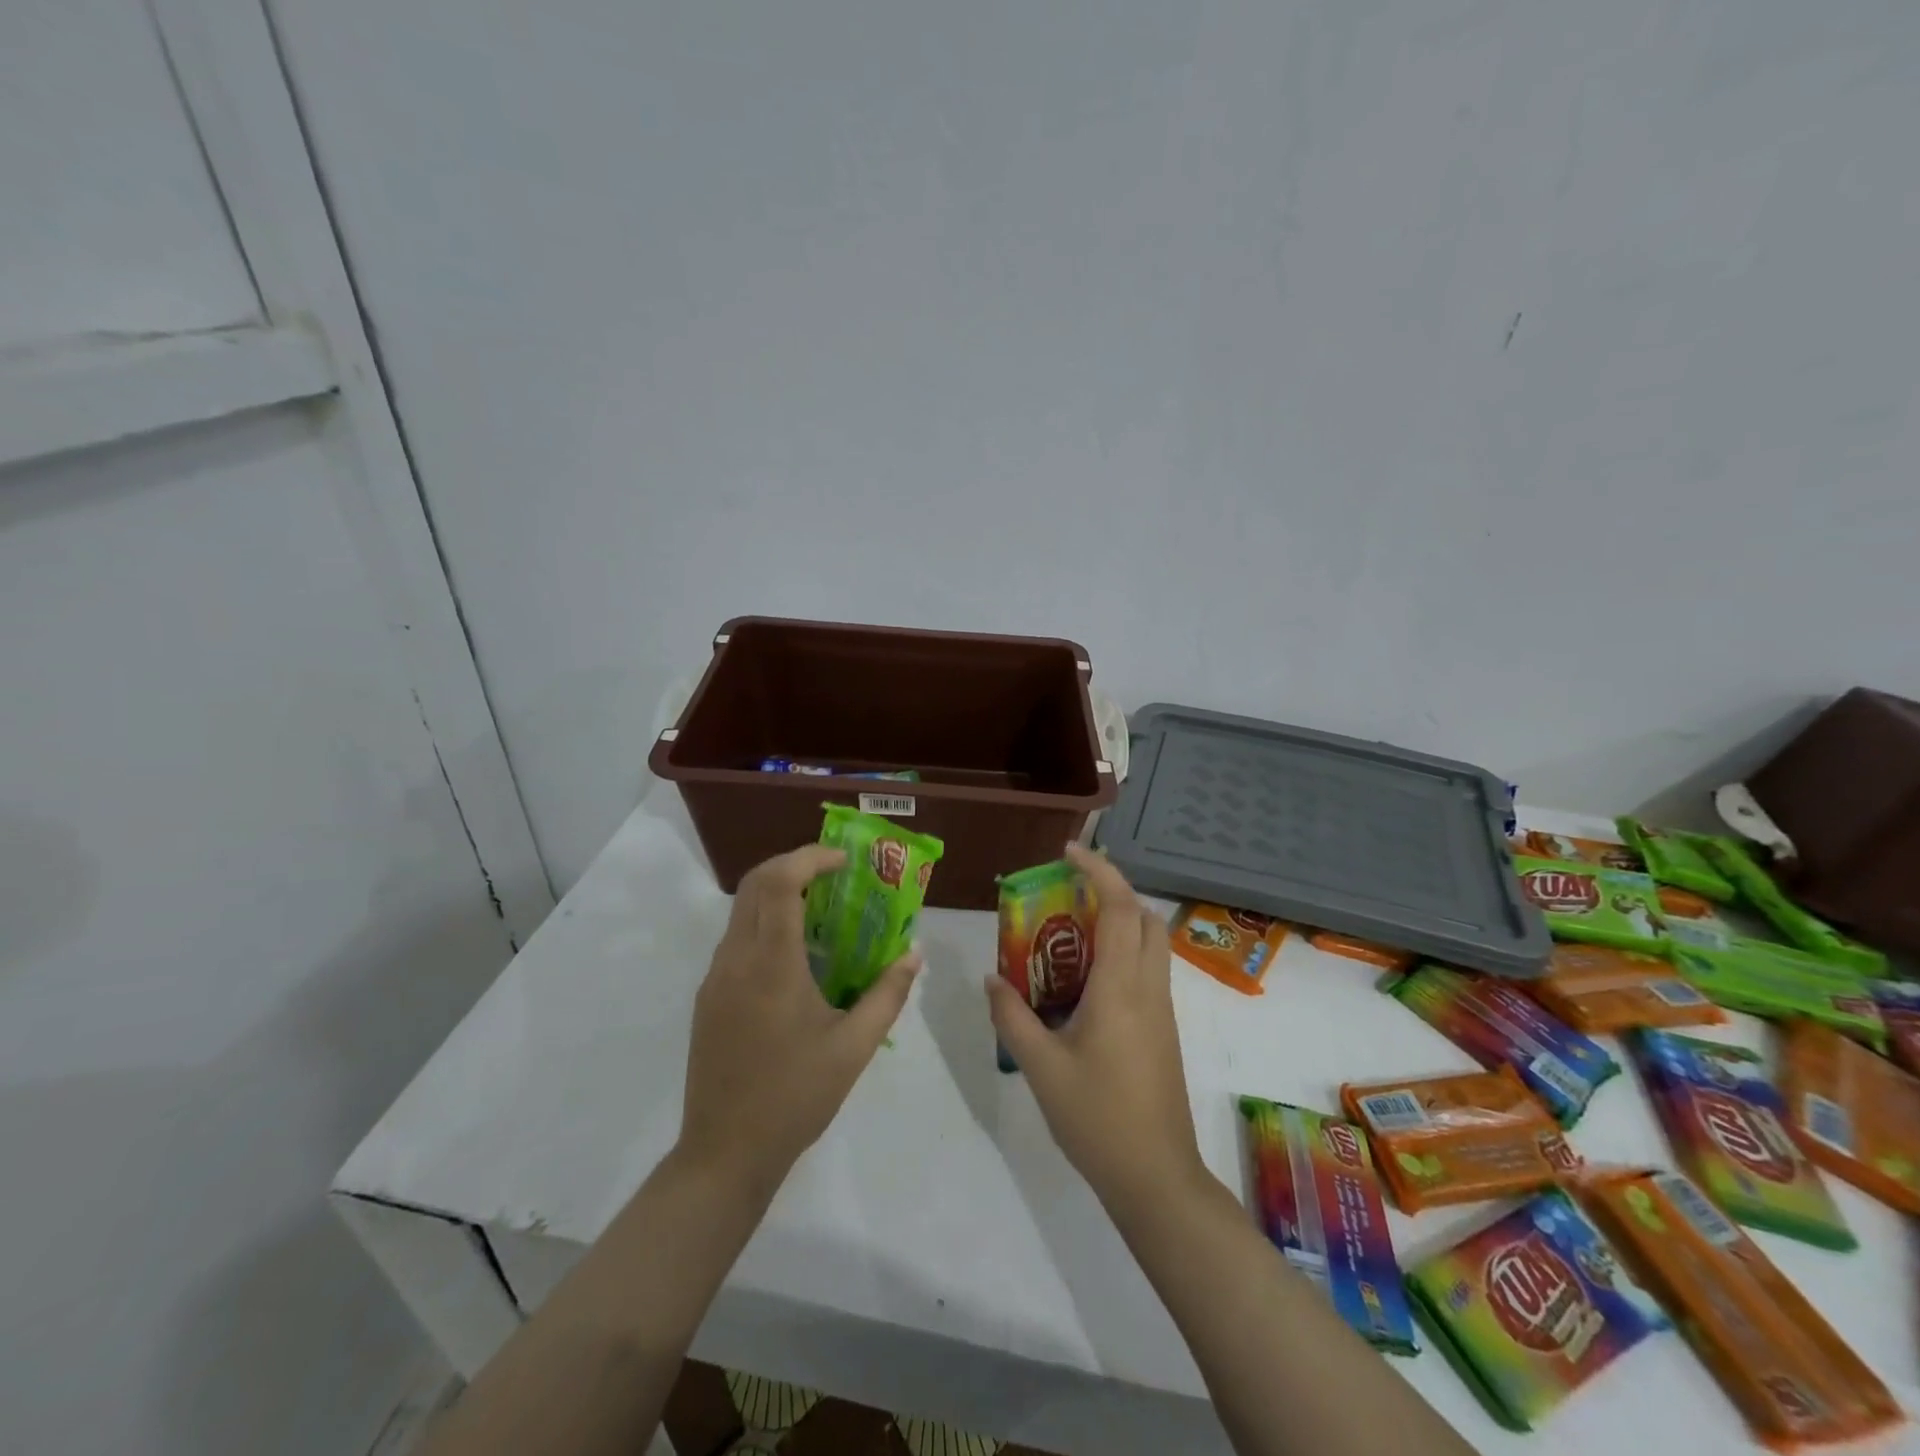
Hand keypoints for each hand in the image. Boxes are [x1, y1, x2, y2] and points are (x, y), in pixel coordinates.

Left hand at [679, 845, 920, 1197]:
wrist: (724, 1154)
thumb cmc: (795, 1097)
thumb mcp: (854, 1048)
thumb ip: (888, 994)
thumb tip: (914, 954)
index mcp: (771, 966)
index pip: (780, 883)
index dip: (810, 858)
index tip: (844, 862)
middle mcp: (736, 960)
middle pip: (754, 882)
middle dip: (794, 864)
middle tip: (833, 874)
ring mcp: (715, 978)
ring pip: (741, 909)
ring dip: (778, 893)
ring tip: (822, 911)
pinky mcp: (708, 997)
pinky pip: (736, 939)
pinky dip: (765, 923)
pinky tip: (796, 956)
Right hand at [985, 846, 1206, 1214]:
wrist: (1156, 1178)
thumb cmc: (1097, 1119)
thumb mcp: (1041, 1067)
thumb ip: (1012, 1017)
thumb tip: (991, 978)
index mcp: (1121, 988)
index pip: (1121, 908)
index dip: (1099, 870)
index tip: (1068, 852)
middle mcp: (1149, 989)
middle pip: (1145, 917)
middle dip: (1113, 890)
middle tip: (1069, 892)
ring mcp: (1162, 1010)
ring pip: (1152, 943)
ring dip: (1119, 920)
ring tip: (1070, 930)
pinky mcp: (1164, 1029)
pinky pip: (1147, 970)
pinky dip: (1122, 951)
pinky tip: (1084, 978)